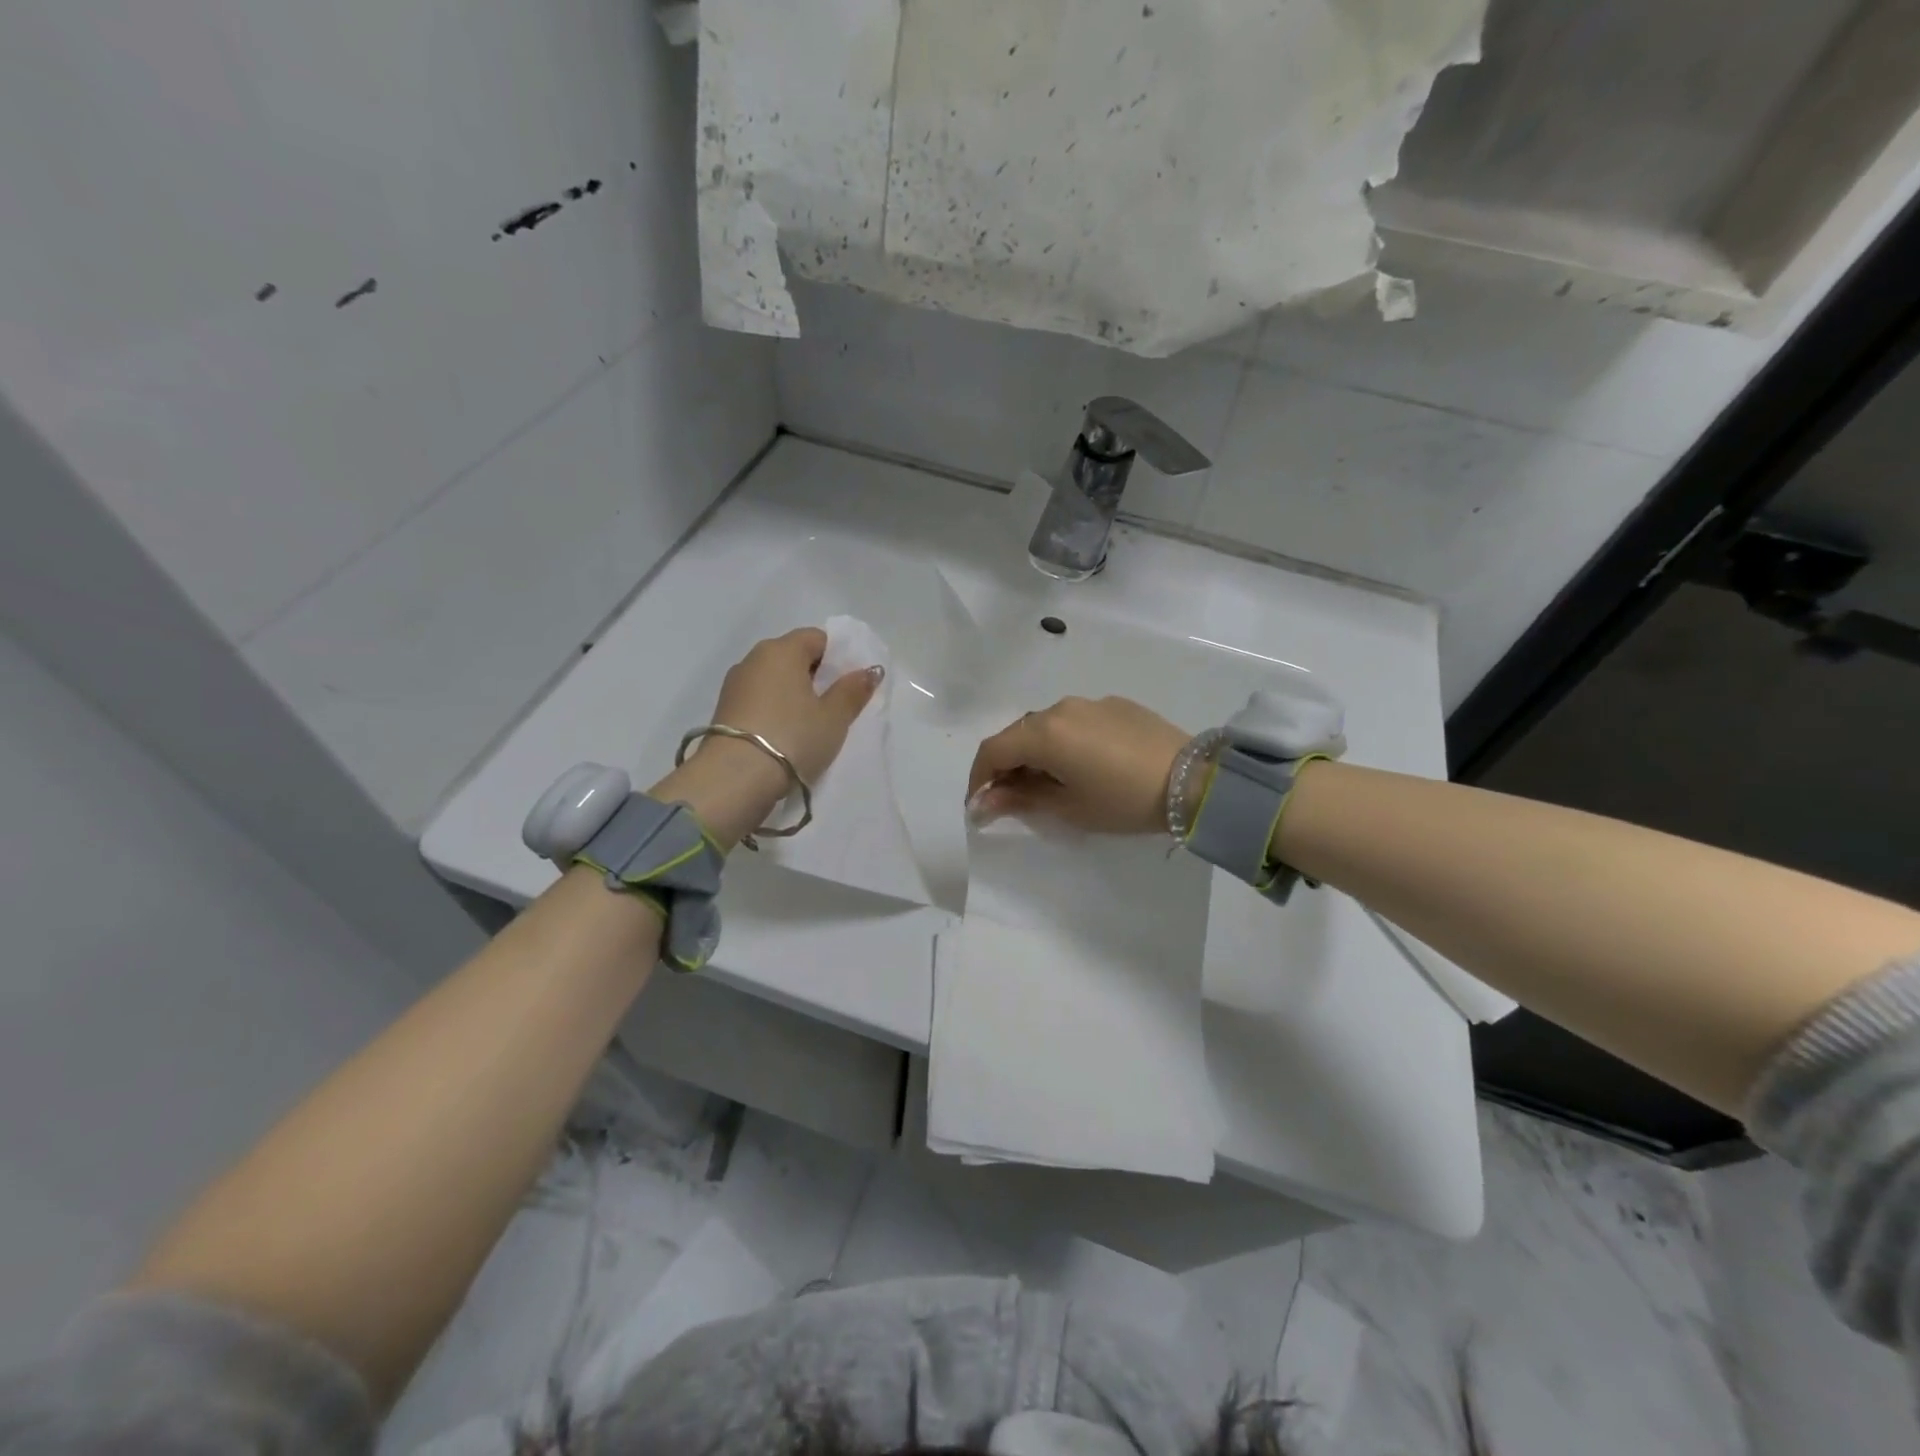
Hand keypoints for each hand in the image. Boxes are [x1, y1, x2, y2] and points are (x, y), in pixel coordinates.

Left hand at [653, 627, 882, 847]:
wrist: (735, 778)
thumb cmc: (793, 738)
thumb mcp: (834, 718)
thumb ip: (853, 691)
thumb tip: (870, 670)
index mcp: (782, 649)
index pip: (817, 638)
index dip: (837, 658)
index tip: (847, 686)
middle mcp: (754, 658)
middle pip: (793, 656)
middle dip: (814, 676)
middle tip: (832, 708)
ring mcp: (734, 684)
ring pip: (773, 679)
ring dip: (792, 694)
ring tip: (807, 725)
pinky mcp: (723, 709)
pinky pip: (758, 699)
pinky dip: (773, 709)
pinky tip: (783, 735)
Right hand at [967, 695, 1190, 833]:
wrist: (1194, 781)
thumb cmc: (1123, 801)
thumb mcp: (1067, 807)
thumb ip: (1019, 799)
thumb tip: (981, 804)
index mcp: (1044, 733)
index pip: (992, 750)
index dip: (978, 778)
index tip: (980, 806)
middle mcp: (1060, 708)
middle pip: (1017, 734)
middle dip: (1006, 766)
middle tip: (1012, 799)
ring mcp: (1090, 703)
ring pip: (1047, 726)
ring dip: (1036, 752)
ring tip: (1050, 783)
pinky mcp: (1116, 704)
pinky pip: (1076, 721)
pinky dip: (1065, 741)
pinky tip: (1085, 765)